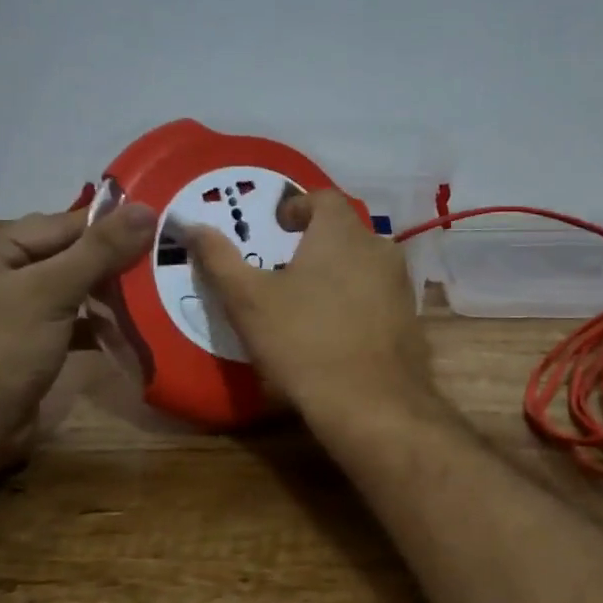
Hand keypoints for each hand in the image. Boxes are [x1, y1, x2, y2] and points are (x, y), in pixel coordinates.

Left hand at [0, 204, 155, 462]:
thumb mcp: (50, 293)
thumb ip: (100, 249)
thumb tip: (148, 208)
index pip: (65, 223)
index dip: (114, 227)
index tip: (164, 231)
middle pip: (68, 253)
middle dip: (114, 262)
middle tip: (164, 263)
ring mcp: (8, 308)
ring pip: (71, 287)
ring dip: (108, 293)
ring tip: (156, 292)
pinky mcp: (23, 341)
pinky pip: (67, 319)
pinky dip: (95, 322)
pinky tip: (129, 328)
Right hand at [185, 190, 431, 417]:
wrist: (372, 405)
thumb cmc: (303, 342)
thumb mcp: (248, 300)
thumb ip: (219, 258)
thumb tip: (191, 225)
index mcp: (343, 233)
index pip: (323, 198)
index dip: (297, 206)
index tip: (277, 226)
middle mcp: (380, 249)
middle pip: (345, 232)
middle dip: (315, 244)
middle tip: (285, 268)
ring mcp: (401, 286)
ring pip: (364, 266)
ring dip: (338, 274)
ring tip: (308, 302)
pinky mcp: (411, 320)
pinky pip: (378, 297)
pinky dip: (357, 303)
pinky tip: (337, 333)